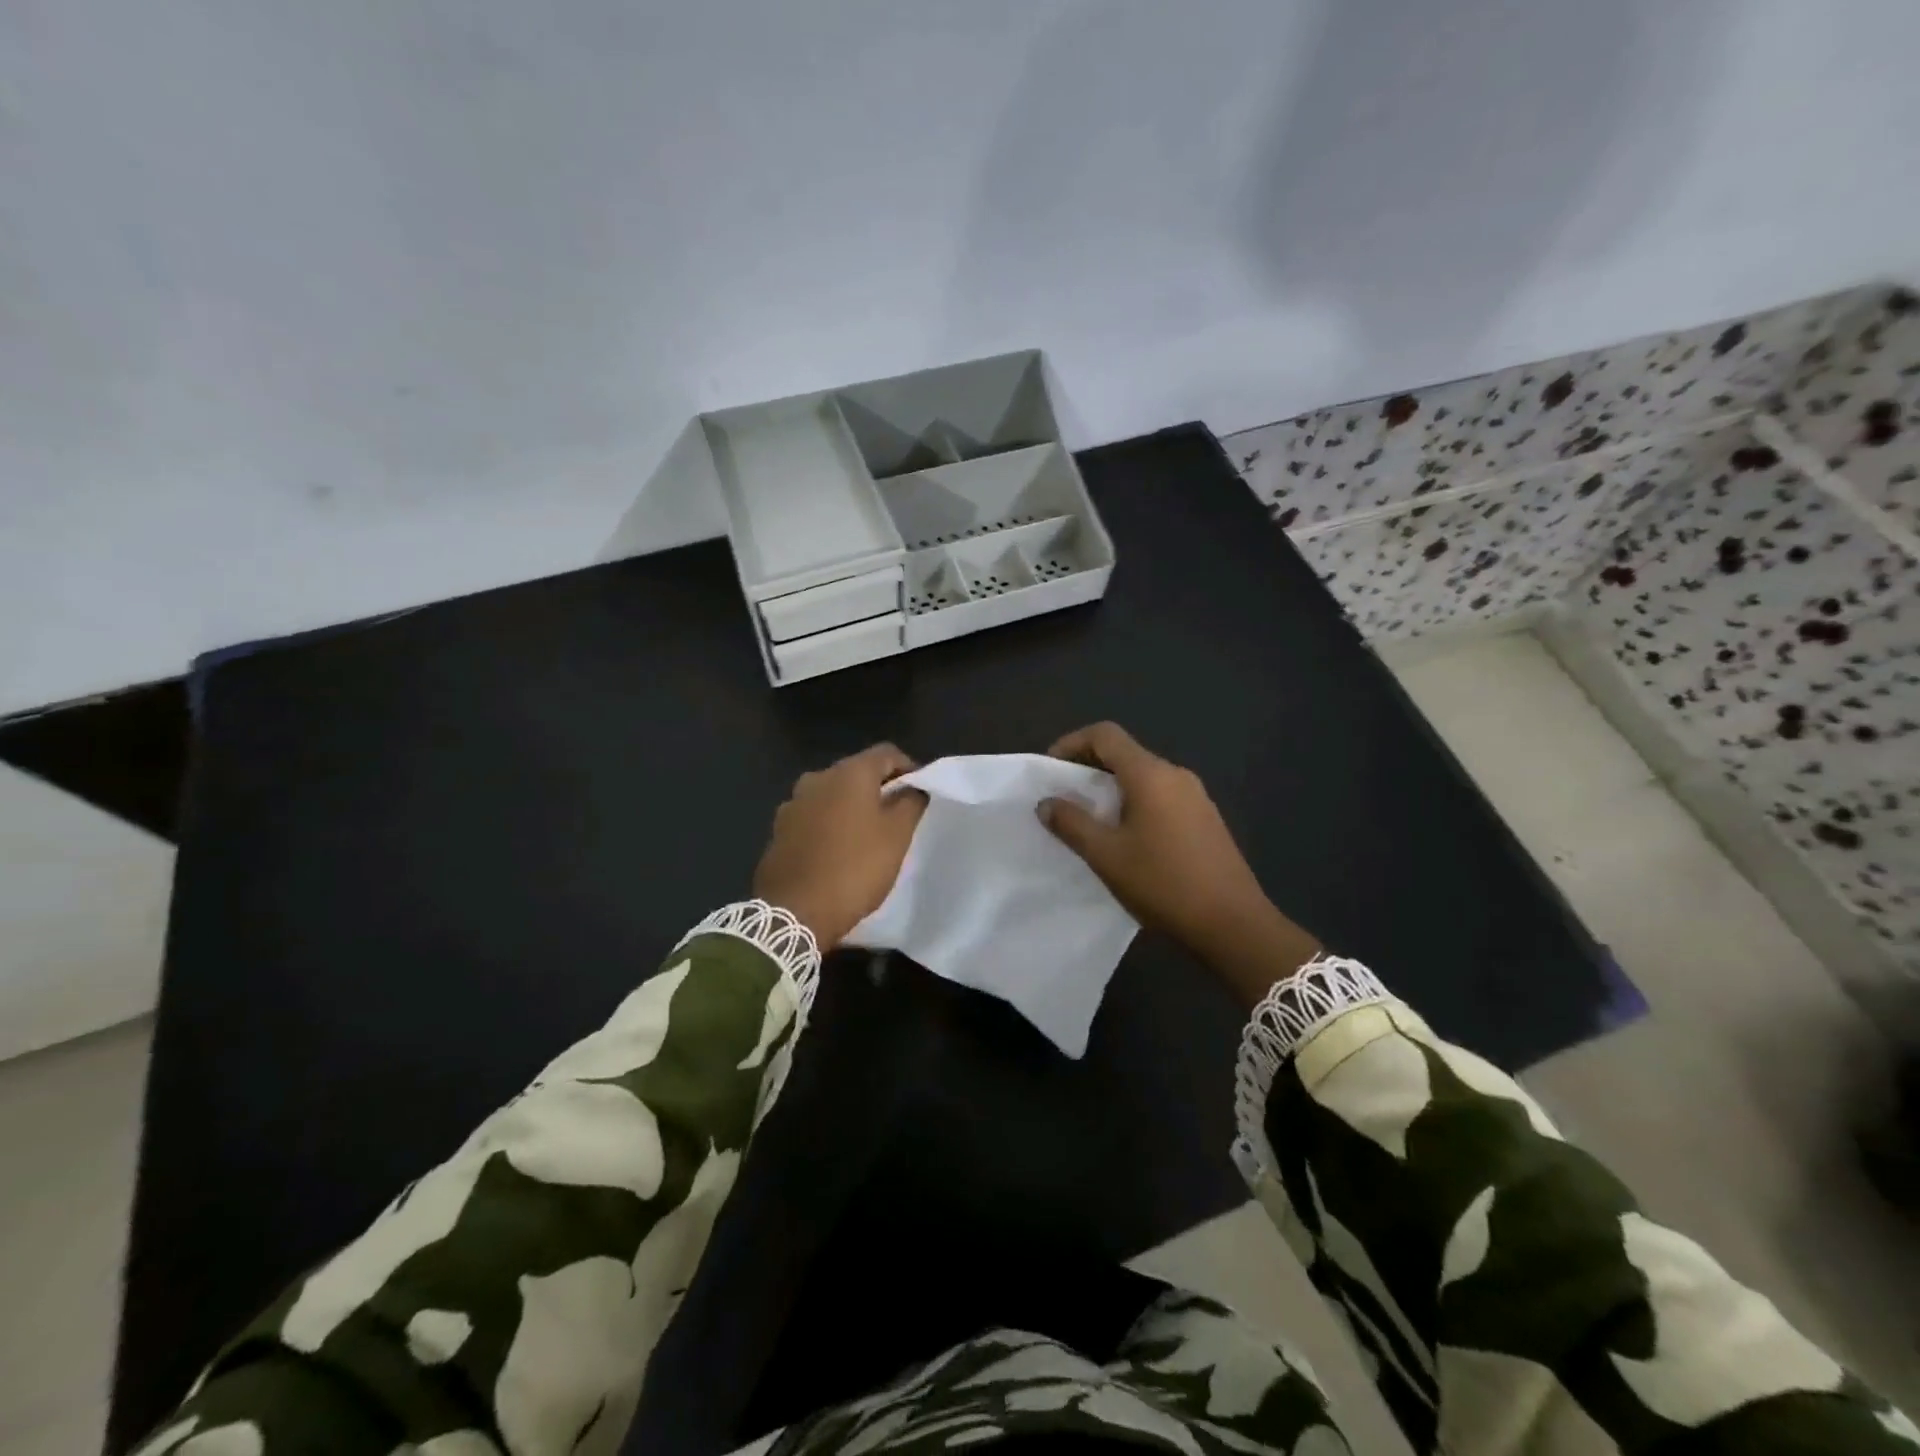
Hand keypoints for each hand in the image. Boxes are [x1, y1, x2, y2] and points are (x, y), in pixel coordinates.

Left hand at [753, 744, 927, 950]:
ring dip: (852, 807)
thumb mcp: (897, 836)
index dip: (909, 768)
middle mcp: (816, 779)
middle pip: (857, 772)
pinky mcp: (779, 830)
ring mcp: (793, 804)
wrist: (794, 912)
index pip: (886, 753)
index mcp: (848, 773)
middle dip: (879, 788)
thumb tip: (913, 788)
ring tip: (869, 835)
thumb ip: (910, 803)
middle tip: (899, 815)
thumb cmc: (855, 868)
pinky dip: (830, 825)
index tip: (920, 792)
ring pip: (833, 795)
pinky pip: (814, 817)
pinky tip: (839, 851)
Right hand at [1040, 723, 1320, 1003]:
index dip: (1072, 743)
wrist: (1234, 924)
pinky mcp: (1206, 819)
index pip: (1105, 735)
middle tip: (1064, 798)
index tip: (1051, 770)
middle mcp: (1176, 775)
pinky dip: (1135, 804)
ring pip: (1144, 777)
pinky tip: (1127, 838)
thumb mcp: (1106, 856)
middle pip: (1125, 754)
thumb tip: (1046, 803)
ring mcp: (1196, 797)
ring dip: (1112, 789)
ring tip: (1090, 821)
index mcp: (1151, 775)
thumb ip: (1072, 824)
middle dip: (1089, 768)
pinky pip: (1162, 797)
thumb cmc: (1163, 884)